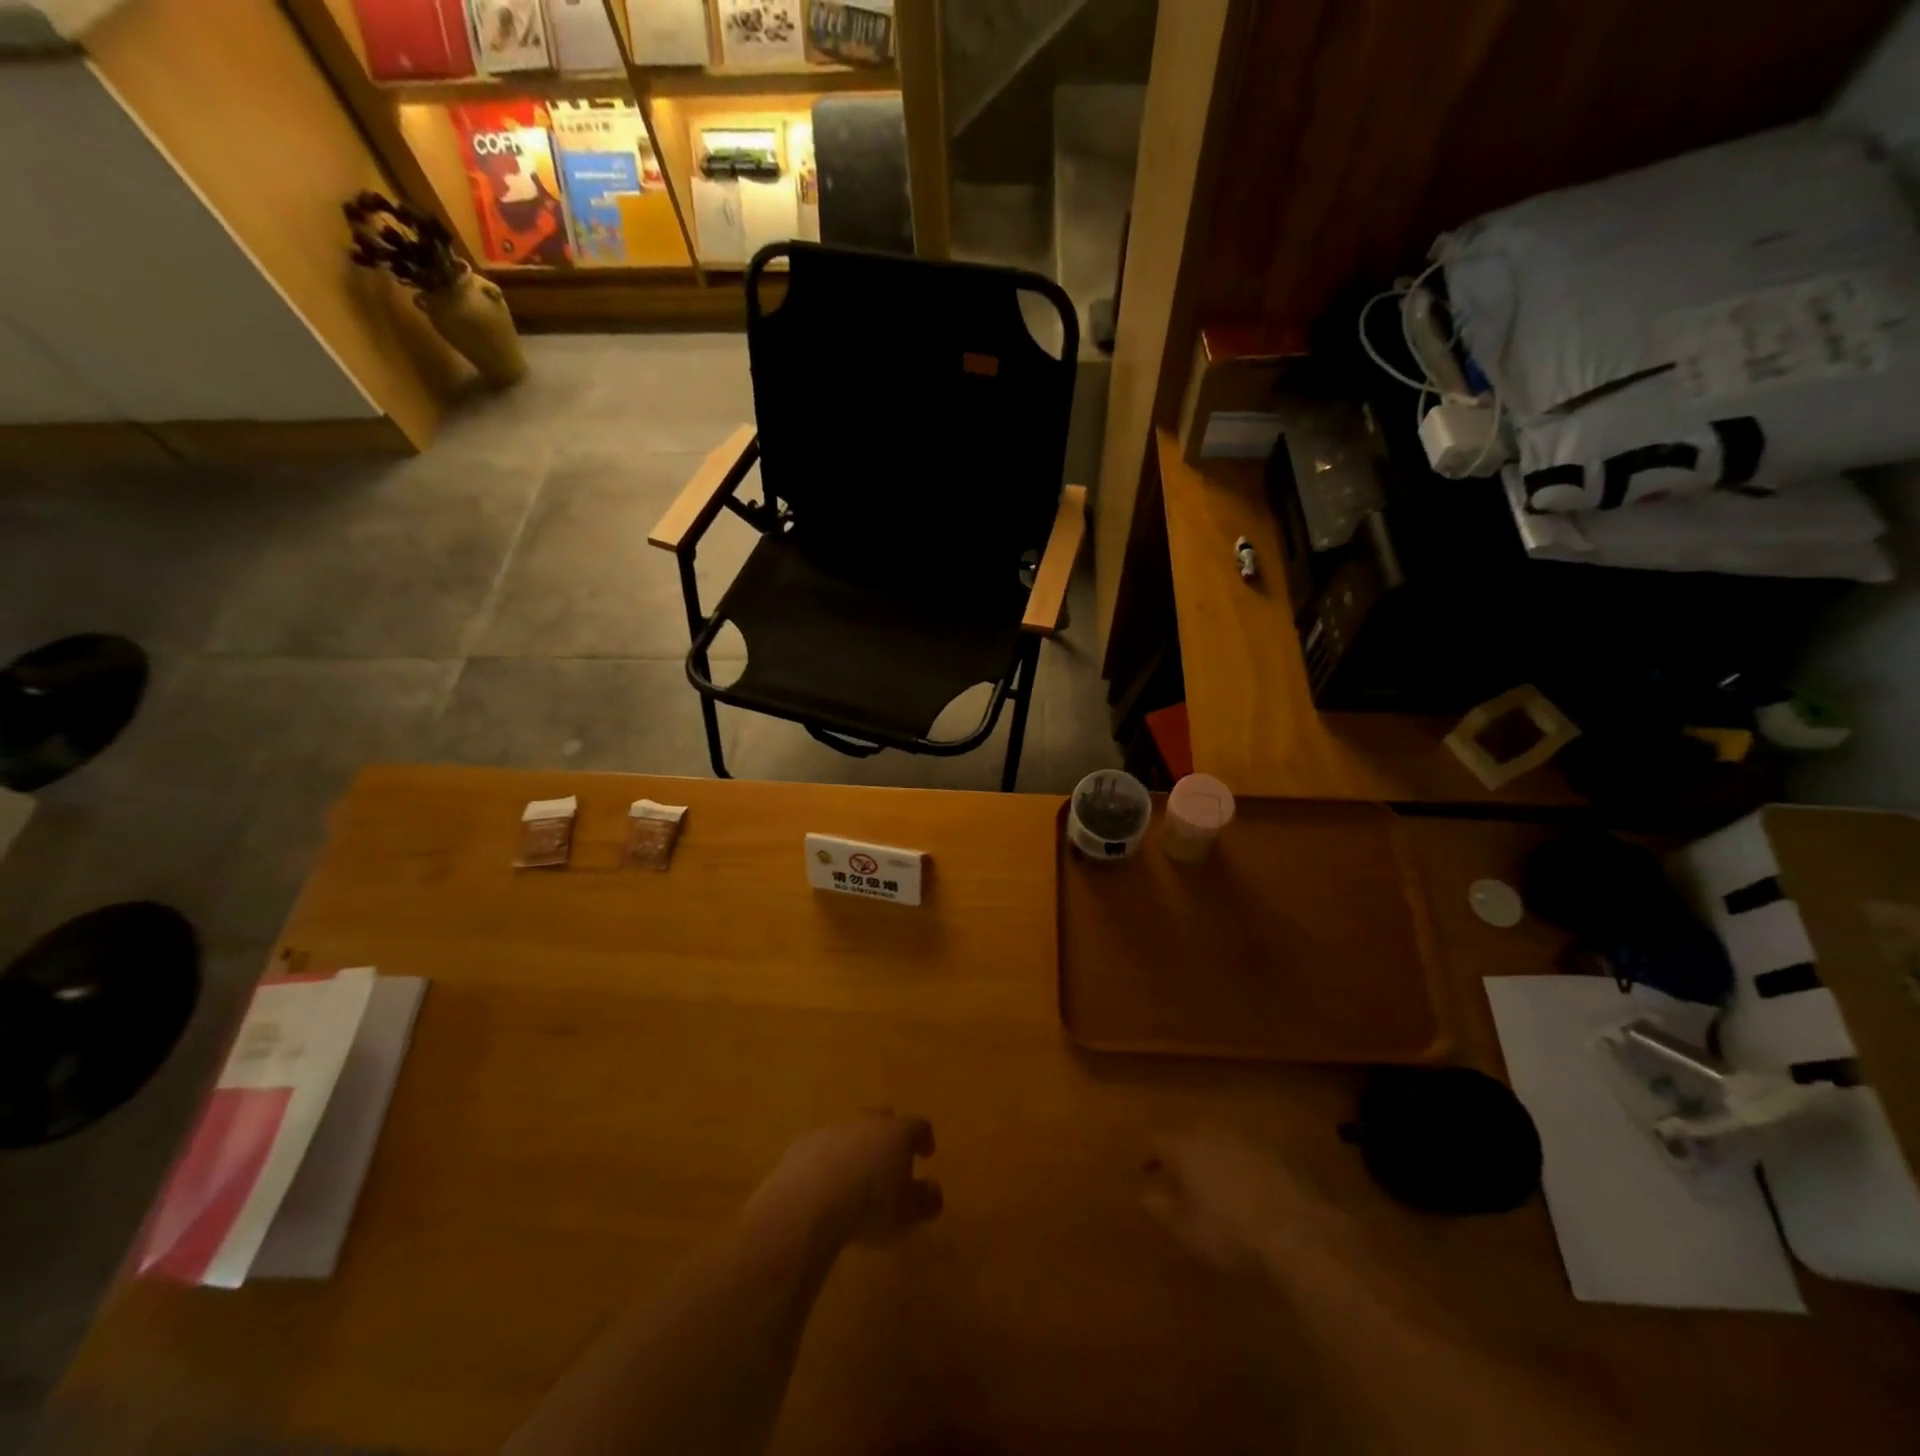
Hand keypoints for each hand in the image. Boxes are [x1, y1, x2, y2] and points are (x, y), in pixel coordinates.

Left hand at [755, 1112, 941, 1248]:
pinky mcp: (802, 1144)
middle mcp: (866, 1122)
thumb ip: (926, 1199)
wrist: (808, 1204)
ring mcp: (832, 1129)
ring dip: (855, 1146)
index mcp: (896, 1132)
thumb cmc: (869, 1206)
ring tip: (854, 1173)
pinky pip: (821, 1146)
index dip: (924, 1139)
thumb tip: (933, 1190)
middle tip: (890, 1157)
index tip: (926, 1153)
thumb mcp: (908, 1212)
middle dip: (888, 1135)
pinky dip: (827, 1159)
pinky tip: (824, 1183)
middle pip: (882, 1119)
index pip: (918, 1126)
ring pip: (850, 1130)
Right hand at [1143, 1126, 1343, 1278]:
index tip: (1147, 1171)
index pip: (1158, 1142)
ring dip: (1213, 1155)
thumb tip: (1144, 1196)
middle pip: (1190, 1134)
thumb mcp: (1188, 1233)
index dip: (1151, 1156)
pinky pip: (1249, 1153)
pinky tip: (1248, 1188)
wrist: (1298, 1233)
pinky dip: (1241, 1165)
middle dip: (1182, 1151)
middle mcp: (1213, 1134)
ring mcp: (1247, 1141)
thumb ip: (1162, 1211)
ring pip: (1221, 1140)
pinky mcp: (1277, 1154)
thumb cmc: (1231, 1235)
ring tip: (1214, 1180)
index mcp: (1185, 1148)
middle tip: (1180, 1174)